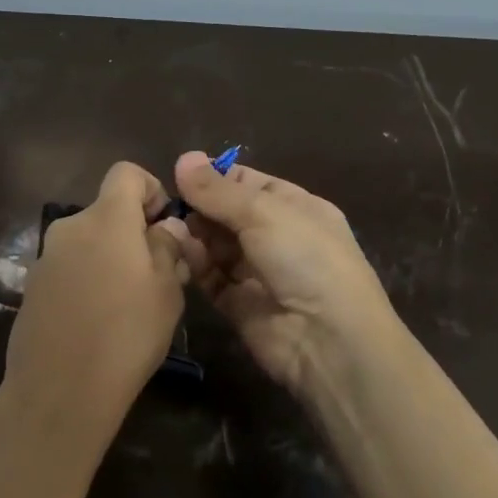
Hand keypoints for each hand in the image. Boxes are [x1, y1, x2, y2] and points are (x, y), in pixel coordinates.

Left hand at [0, 162, 190, 452]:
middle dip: (134, 233)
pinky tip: (97, 322)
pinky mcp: (32, 288)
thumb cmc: (126, 335)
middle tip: (158, 276)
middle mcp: (70, 227)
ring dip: (111, 259)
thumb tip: (166, 228)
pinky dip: (87, 281)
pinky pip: (69, 269)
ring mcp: (46, 258)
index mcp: (106, 218)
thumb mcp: (166, 291)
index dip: (151, 190)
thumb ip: (167, 248)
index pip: (127, 173)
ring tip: (129, 305)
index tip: (164, 228)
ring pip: (88, 242)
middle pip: (107, 211)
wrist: (58, 391)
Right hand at [173, 151, 400, 398]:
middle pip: (228, 214)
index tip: (180, 174)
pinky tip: (178, 250)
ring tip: (169, 225)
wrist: (328, 340)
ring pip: (216, 245)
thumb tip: (183, 157)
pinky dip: (195, 264)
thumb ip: (218, 190)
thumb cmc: (305, 258)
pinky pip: (211, 277)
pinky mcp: (239, 305)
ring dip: (194, 234)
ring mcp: (258, 272)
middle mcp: (277, 237)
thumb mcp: (263, 212)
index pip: (248, 183)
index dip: (215, 178)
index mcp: (295, 207)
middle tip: (169, 203)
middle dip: (199, 207)